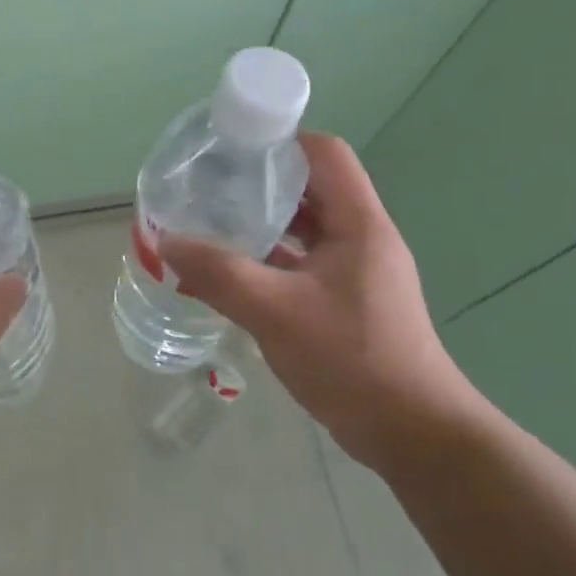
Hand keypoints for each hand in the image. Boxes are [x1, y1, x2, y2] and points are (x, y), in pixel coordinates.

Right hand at [159, 133, 481, 473]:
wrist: (411, 433)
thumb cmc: (351, 359)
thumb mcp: (275, 311)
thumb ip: (219, 273)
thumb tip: (165, 241)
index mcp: (359, 224)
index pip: (326, 154)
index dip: (281, 142)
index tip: (231, 150)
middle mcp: (361, 239)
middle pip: (311, 190)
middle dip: (260, 185)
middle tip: (208, 188)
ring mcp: (355, 273)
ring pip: (304, 232)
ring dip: (261, 227)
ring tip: (210, 227)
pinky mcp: (346, 303)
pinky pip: (301, 267)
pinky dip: (267, 264)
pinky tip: (228, 277)